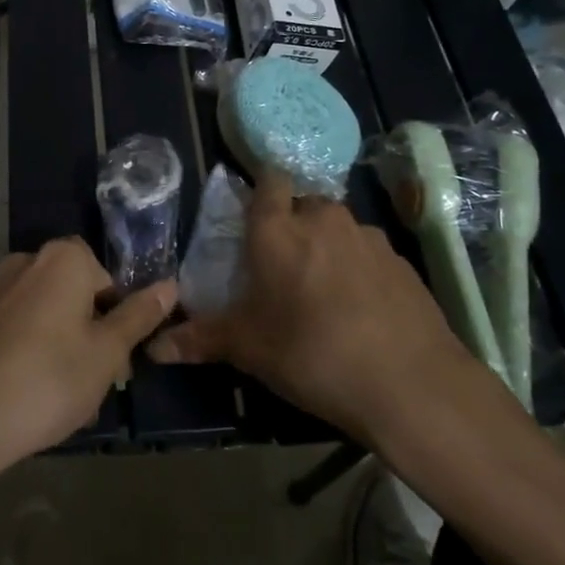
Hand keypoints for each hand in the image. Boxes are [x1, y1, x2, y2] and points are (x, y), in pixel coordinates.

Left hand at [0, 238, 175, 473]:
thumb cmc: (49, 381)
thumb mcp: (106, 353)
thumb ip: (139, 316)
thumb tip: (170, 285)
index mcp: (63, 258)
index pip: (108, 279)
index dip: (119, 319)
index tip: (118, 361)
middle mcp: (27, 260)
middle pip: (77, 295)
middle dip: (92, 334)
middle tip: (98, 382)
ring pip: (48, 314)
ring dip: (65, 347)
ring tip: (68, 398)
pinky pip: (19, 328)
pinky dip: (33, 351)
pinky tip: (34, 394)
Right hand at [149, 172, 477, 447]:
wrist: (410, 383)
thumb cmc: (312, 353)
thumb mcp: (249, 349)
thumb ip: (201, 340)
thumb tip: (154, 348)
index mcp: (279, 229)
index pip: (268, 181)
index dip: (261, 193)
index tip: (254, 220)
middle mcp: (324, 218)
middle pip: (303, 204)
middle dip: (292, 226)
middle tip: (282, 268)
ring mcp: (368, 237)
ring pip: (338, 228)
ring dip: (327, 247)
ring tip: (323, 293)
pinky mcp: (401, 261)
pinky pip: (368, 253)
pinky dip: (358, 269)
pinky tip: (360, 310)